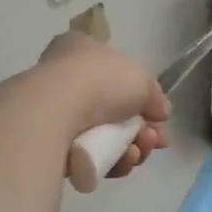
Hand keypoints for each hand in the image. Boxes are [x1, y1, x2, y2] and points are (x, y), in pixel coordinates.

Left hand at [35, 32, 170, 177]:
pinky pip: (90, 156)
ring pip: (105, 136)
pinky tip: (122, 162)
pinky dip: (111, 161)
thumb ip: (155, 96)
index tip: (158, 115)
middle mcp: (66, 78)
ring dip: (131, 148)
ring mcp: (56, 113)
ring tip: (137, 152)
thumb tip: (160, 113)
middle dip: (141, 129)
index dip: (140, 94)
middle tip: (154, 140)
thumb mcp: (142, 79)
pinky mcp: (51, 146)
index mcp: (81, 49)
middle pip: (115, 109)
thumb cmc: (99, 80)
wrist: (55, 111)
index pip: (115, 71)